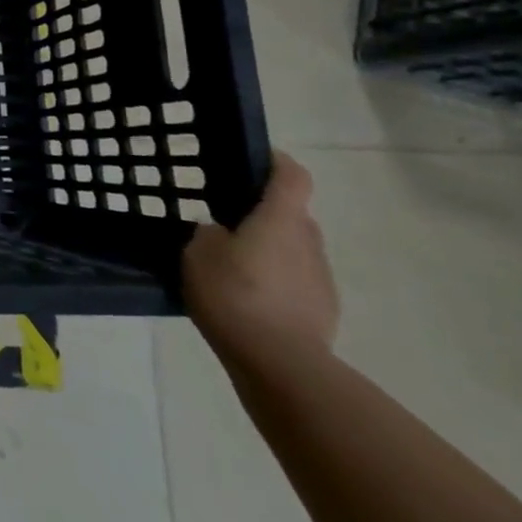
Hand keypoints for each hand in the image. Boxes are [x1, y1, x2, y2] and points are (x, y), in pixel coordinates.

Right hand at [183, 151, 338, 376]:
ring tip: (233, 266)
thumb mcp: (198, 252)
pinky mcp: (323, 308)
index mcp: (280, 219)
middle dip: (265, 213)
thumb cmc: (234, 293)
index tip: (254, 159)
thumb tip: (220, 231)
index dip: (276, 162)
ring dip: (270, 249)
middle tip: (227, 221)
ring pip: (294, 249)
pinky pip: (297, 280)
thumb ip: (210, 233)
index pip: (292, 176)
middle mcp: (309, 240)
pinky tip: (247, 298)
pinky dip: (276, 281)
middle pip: (293, 214)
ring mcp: (321, 277)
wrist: (280, 362)